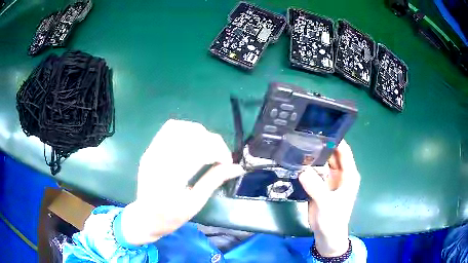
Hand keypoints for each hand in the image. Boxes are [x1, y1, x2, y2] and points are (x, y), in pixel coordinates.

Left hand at [120, 119, 243, 244]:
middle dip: (212, 142)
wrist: (145, 218)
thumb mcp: (195, 204)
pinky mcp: (150, 150)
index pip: (198, 150)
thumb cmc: (171, 217)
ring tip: (207, 148)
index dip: (219, 151)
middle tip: (220, 157)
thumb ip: (214, 181)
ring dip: (199, 133)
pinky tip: (192, 142)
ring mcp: (152, 152)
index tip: (228, 163)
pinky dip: (185, 130)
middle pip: (190, 135)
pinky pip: (168, 129)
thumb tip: (237, 168)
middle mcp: (158, 159)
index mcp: (170, 178)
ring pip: (179, 127)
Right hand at [299, 140, 360, 256]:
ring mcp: (330, 179)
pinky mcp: (320, 185)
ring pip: (322, 162)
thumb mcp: (326, 203)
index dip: (335, 139)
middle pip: (332, 154)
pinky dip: (308, 166)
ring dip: (313, 155)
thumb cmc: (333, 219)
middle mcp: (340, 173)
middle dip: (321, 144)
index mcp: (349, 174)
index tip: (321, 128)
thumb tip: (302, 170)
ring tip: (299, 143)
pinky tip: (297, 159)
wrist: (326, 235)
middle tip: (305, 134)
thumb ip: (316, 187)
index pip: (344, 151)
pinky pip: (314, 171)